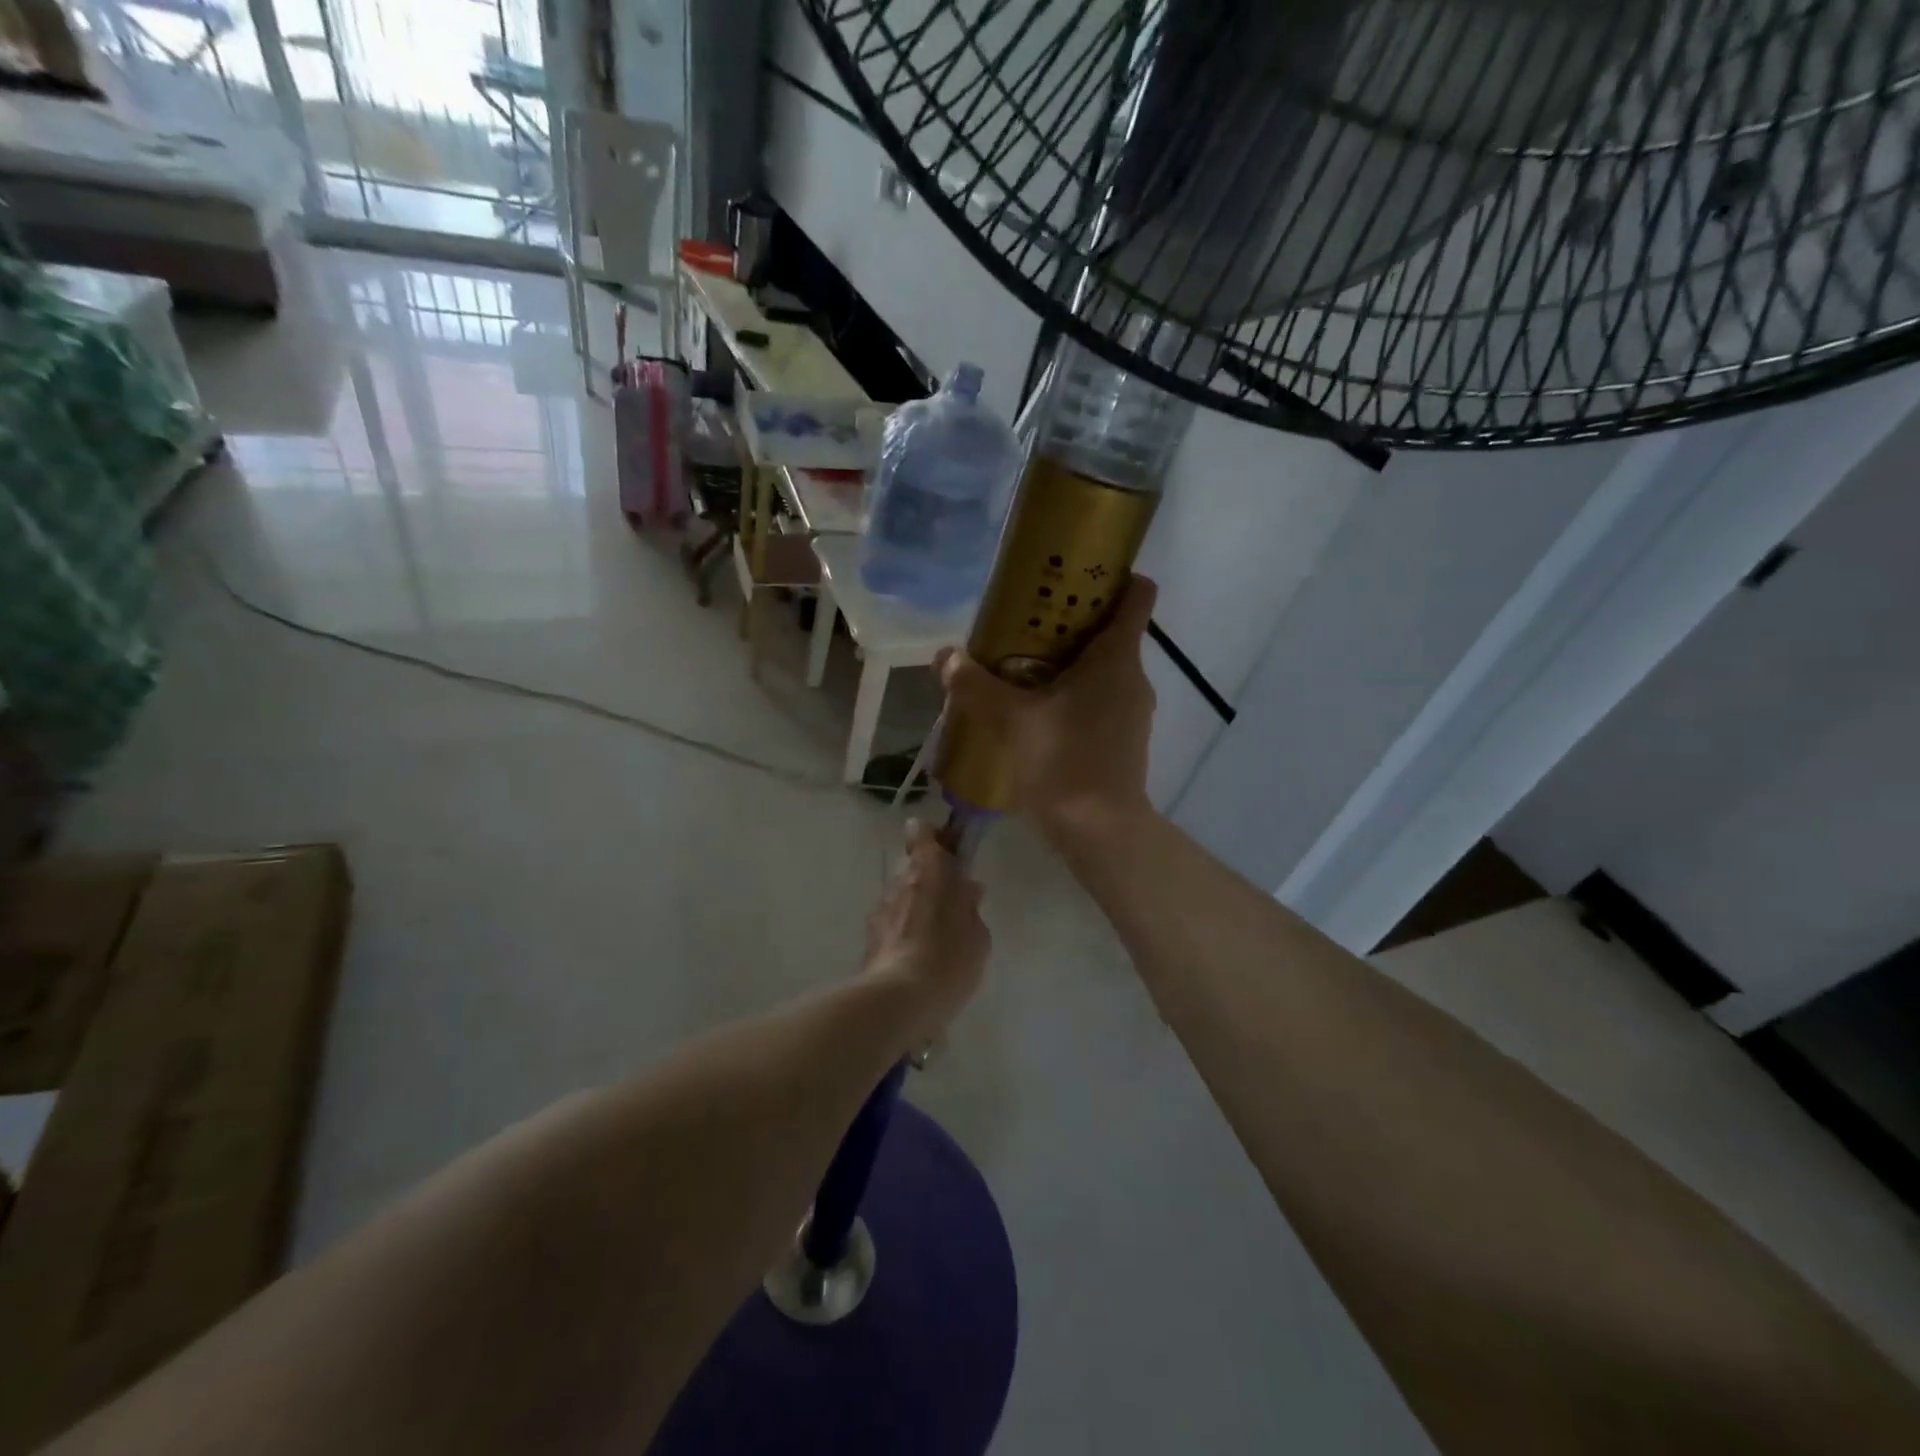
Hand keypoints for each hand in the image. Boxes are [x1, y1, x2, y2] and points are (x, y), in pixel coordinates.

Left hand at [863, 819, 988, 1040]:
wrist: (899, 999)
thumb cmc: (949, 958)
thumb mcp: (977, 934)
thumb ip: (971, 907)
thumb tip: (968, 889)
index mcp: (929, 870)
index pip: (922, 833)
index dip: (934, 838)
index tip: (949, 852)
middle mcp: (900, 882)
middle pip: (913, 868)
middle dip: (930, 881)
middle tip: (952, 904)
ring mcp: (880, 910)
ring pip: (901, 898)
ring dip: (916, 909)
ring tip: (936, 939)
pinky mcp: (869, 939)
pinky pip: (891, 926)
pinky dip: (903, 934)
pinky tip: (918, 959)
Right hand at [936, 575, 1158, 844]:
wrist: (1100, 832)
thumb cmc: (1063, 762)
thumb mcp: (1011, 720)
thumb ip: (975, 685)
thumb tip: (945, 657)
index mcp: (1116, 658)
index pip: (1137, 595)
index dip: (1114, 575)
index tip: (1077, 574)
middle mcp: (1133, 678)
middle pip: (1112, 632)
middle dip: (1073, 623)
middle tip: (1027, 626)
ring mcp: (1134, 712)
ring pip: (1105, 670)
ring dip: (1071, 664)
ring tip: (1025, 670)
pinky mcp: (1126, 740)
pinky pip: (1102, 701)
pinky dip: (1076, 697)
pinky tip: (1040, 714)